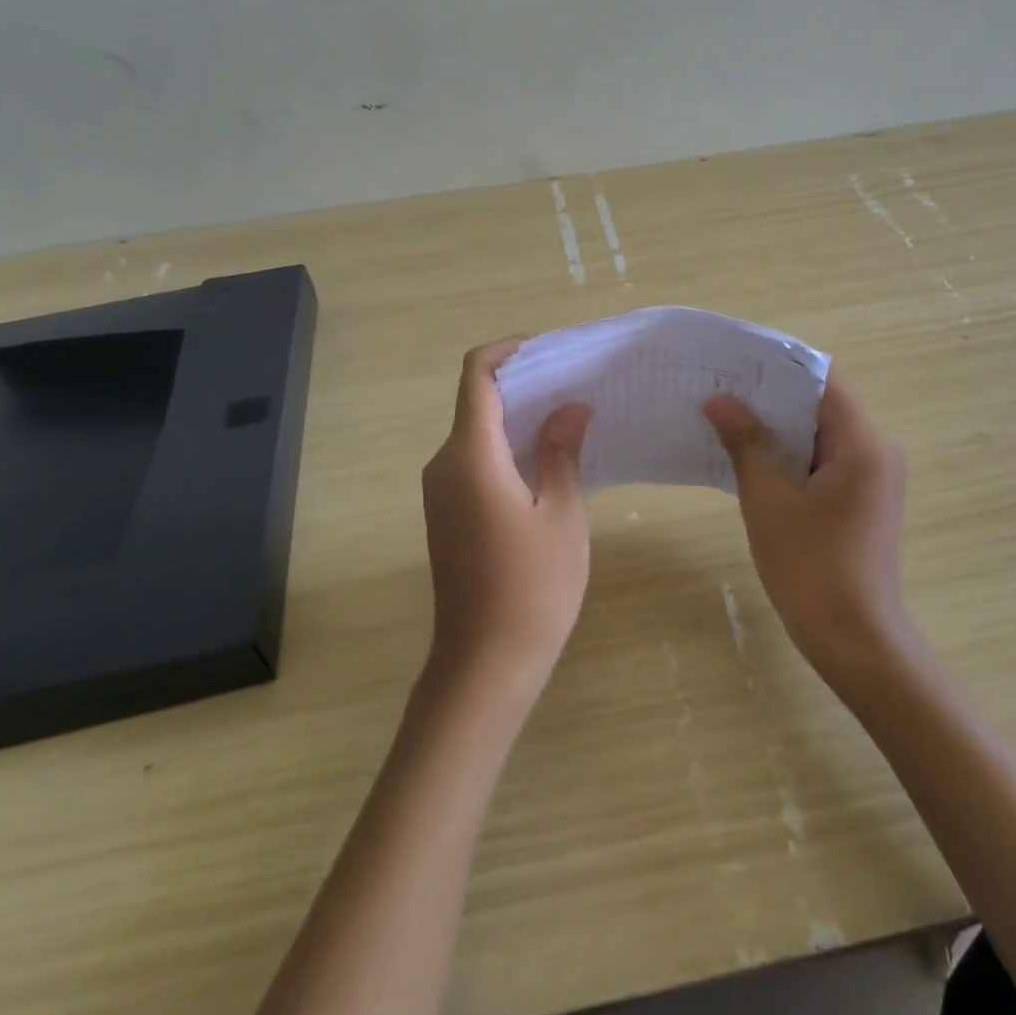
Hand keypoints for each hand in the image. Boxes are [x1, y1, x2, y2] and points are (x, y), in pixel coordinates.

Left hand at [421, 340, 592, 703]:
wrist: (484, 664)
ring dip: (517, 418)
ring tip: (570, 418)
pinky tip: (546, 460)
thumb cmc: (532, 586)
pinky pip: (474, 461)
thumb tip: (570, 407)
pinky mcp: (446, 514)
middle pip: (476, 402)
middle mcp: (444, 464)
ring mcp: (440, 492)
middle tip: (575, 384)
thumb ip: (562, 452)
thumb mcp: (562, 514)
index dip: (508, 351)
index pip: (477, 376)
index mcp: (470, 455)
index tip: (548, 351)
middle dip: (522, 385)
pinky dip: (506, 448)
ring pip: (476, 433)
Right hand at [703, 372, 915, 690]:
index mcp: (862, 445)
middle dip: (775, 397)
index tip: (738, 362)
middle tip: (724, 389)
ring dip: (782, 427)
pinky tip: (754, 459)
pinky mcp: (865, 502)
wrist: (856, 642)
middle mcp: (878, 452)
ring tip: (730, 419)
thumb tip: (720, 402)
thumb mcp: (769, 501)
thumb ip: (747, 444)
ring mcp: (874, 479)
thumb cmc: (811, 568)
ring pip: (824, 435)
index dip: (781, 366)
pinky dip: (794, 455)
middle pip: (825, 405)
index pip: (824, 381)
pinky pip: (827, 461)